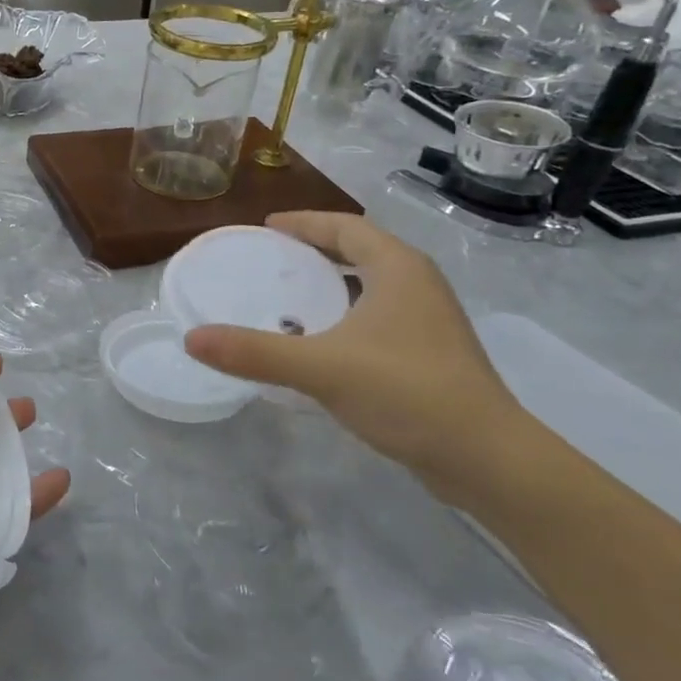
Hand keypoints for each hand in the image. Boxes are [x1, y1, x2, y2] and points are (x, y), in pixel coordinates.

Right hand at [184, 211, 521, 501]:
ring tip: (289, 294)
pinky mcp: (431, 353)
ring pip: (372, 284)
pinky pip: (379, 314)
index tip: (265, 226)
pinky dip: (346, 312)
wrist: (488, 459)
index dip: (304, 221)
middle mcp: (418, 284)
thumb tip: (192, 339)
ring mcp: (429, 320)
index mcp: (399, 269)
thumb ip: (254, 352)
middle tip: (271, 257)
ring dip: (333, 281)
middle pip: (361, 249)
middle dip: (316, 248)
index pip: (345, 226)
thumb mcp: (321, 368)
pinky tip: (321, 340)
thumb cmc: (407, 393)